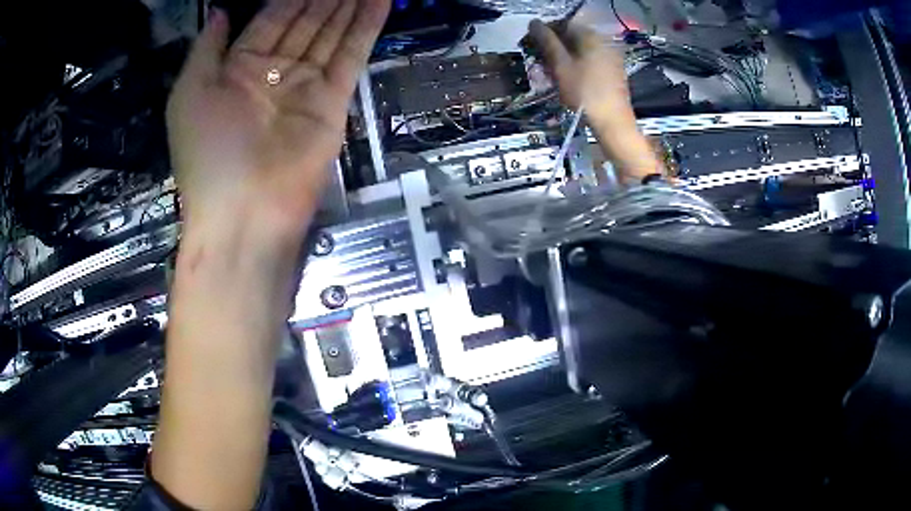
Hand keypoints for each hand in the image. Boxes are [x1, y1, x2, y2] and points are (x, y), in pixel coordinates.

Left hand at [167, 0, 390, 235]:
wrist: (243, 212)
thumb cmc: (207, 153)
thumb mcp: (189, 94)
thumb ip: (206, 49)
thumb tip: (222, 12)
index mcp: (238, 69)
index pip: (270, 19)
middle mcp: (274, 73)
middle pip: (305, 21)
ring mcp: (306, 86)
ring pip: (331, 33)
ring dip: (349, 4)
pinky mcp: (333, 101)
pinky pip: (350, 55)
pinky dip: (366, 27)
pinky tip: (379, 0)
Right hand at [528, 19, 660, 180]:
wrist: (613, 122)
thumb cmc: (584, 92)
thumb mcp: (560, 65)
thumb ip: (546, 41)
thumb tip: (534, 23)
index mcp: (590, 36)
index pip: (561, 24)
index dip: (542, 33)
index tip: (528, 45)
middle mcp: (602, 42)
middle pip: (570, 38)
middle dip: (551, 49)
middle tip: (537, 64)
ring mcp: (609, 57)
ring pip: (578, 51)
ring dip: (560, 60)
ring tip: (548, 76)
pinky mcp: (612, 71)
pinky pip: (588, 62)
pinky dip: (574, 67)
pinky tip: (565, 81)